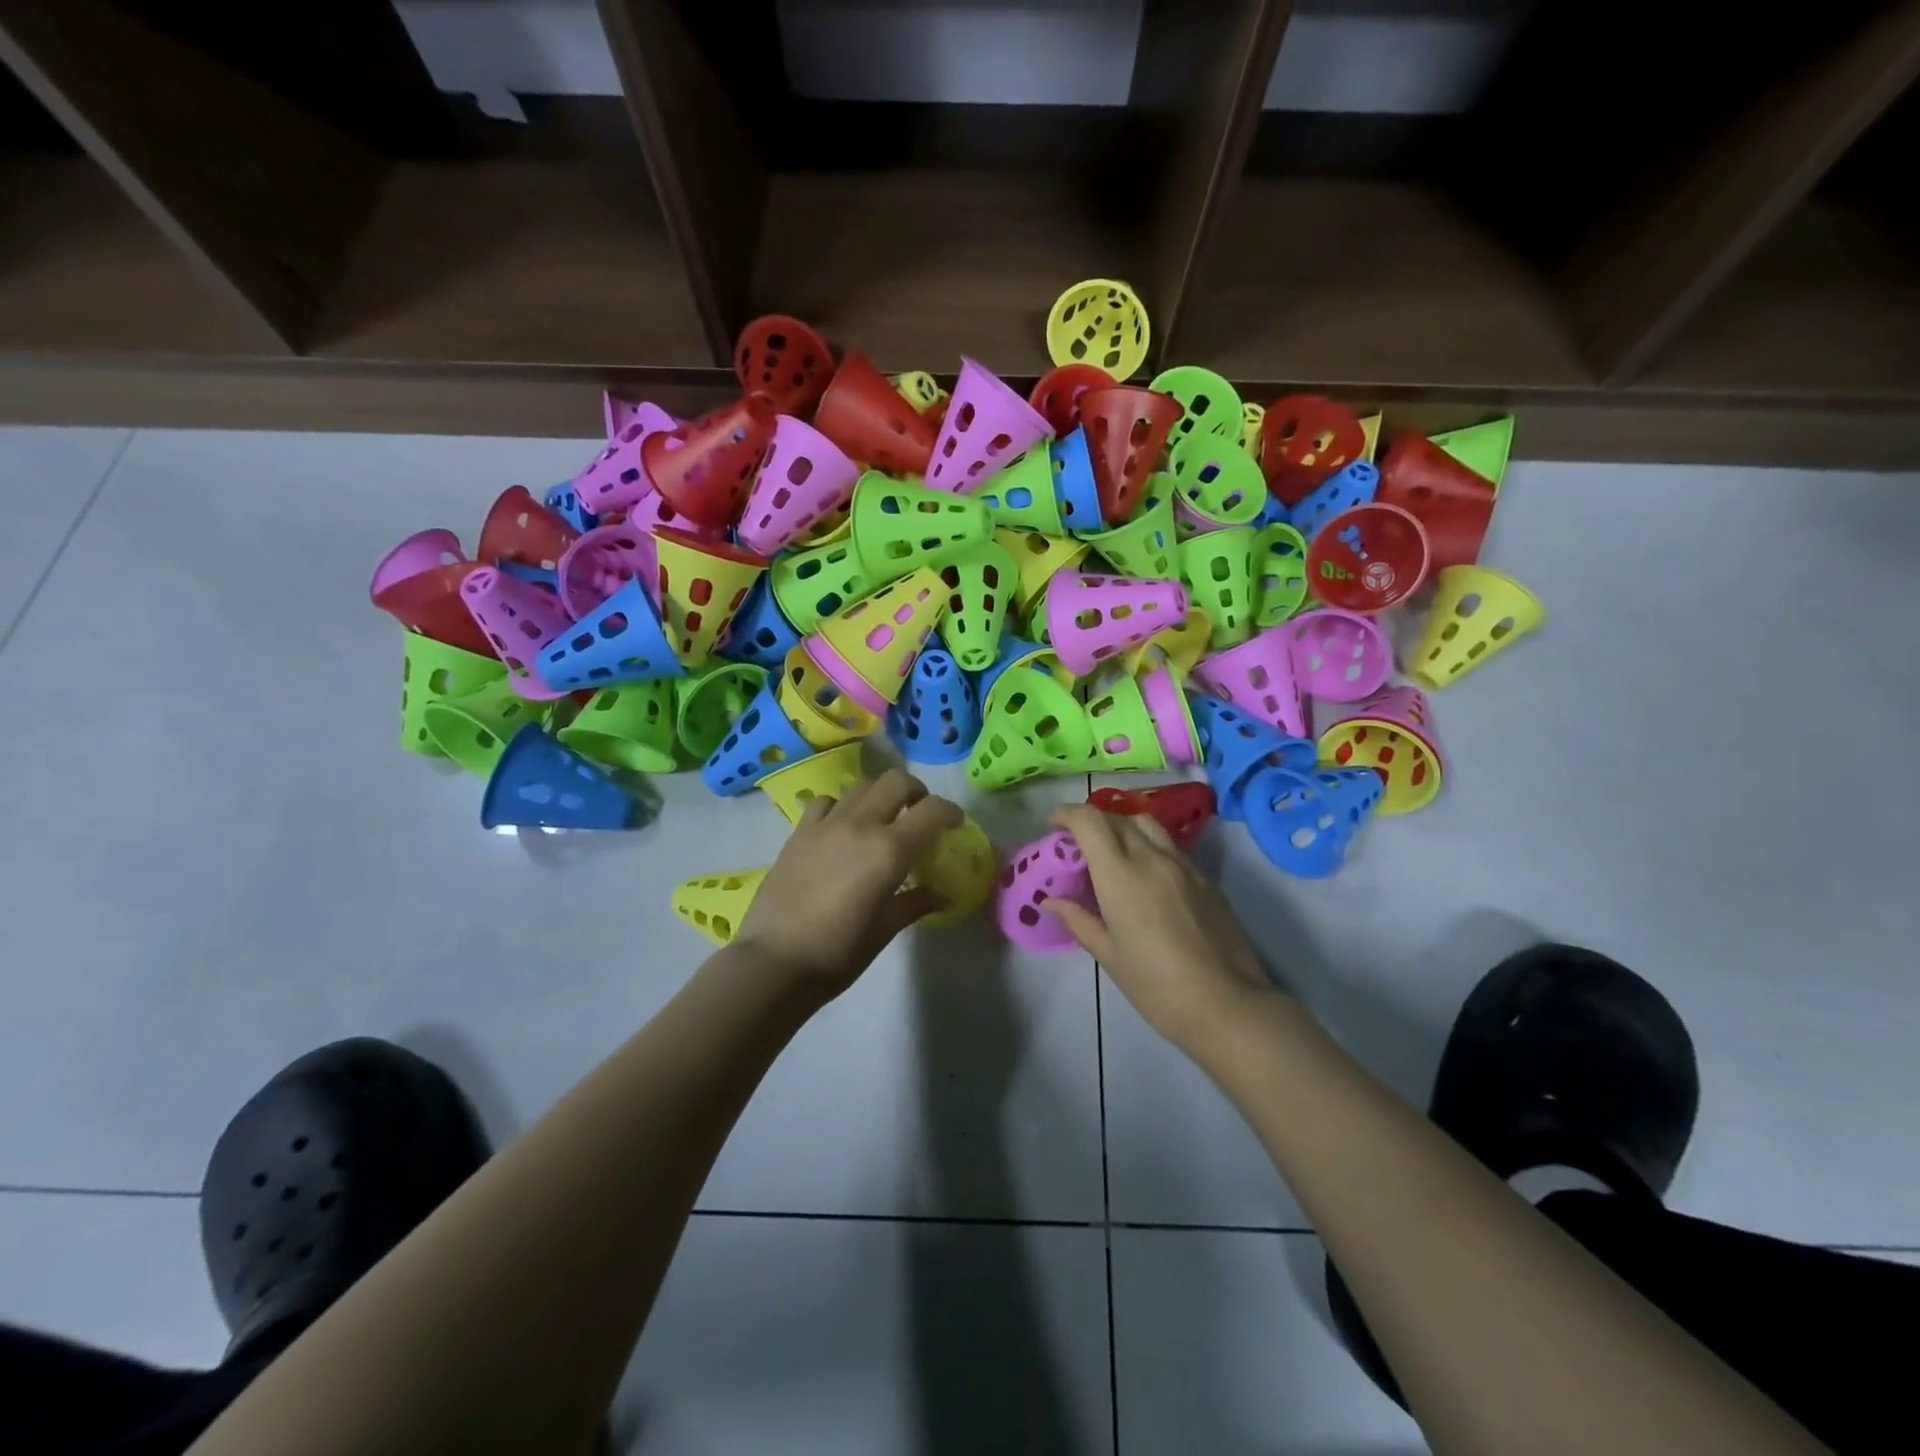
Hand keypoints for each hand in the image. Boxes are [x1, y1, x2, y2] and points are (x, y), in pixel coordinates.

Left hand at [734, 768, 962, 998]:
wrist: (774, 961)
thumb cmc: (838, 952)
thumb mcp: (885, 929)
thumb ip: (916, 903)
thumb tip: (942, 894)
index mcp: (889, 850)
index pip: (932, 811)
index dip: (950, 812)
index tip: (955, 825)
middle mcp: (860, 825)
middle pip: (896, 781)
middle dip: (916, 792)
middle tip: (919, 815)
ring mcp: (826, 824)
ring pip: (861, 786)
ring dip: (880, 796)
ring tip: (882, 820)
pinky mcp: (799, 832)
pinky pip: (826, 802)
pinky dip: (841, 806)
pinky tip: (841, 828)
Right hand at [1046, 804, 1276, 1051]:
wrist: (1226, 1004)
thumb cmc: (1155, 984)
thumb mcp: (1108, 954)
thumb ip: (1078, 919)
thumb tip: (1051, 901)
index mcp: (1121, 873)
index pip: (1090, 821)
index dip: (1068, 813)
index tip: (1054, 825)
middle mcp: (1152, 857)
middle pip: (1118, 817)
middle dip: (1093, 821)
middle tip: (1078, 845)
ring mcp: (1184, 865)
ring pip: (1148, 825)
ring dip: (1123, 827)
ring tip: (1112, 853)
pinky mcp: (1206, 879)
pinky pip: (1170, 847)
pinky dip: (1149, 846)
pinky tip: (1146, 877)